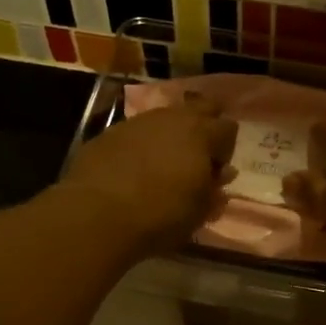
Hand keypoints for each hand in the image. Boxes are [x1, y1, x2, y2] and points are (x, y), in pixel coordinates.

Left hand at [61, 96, 238, 254]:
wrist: (97, 215)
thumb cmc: (161, 216)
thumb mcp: (199, 211)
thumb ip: (214, 189)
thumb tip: (221, 174)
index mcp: (200, 134)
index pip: (228, 129)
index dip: (225, 150)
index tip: (215, 174)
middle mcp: (171, 118)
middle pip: (198, 108)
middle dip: (203, 127)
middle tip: (196, 157)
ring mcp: (136, 122)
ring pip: (163, 119)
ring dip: (169, 136)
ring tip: (162, 165)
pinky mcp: (108, 133)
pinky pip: (134, 133)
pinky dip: (140, 146)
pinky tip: (132, 170)